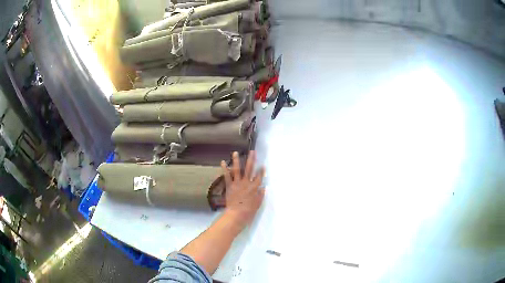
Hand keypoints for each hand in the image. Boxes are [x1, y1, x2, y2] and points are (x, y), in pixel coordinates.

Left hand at [221, 151, 264, 229]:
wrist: (237, 214)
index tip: (262, 165)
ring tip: (235, 153)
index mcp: (254, 187)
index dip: (261, 171)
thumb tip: (264, 188)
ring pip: (237, 170)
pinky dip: (224, 169)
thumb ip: (260, 195)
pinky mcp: (229, 186)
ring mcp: (237, 183)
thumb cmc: (249, 211)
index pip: (259, 177)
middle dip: (251, 160)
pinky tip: (222, 162)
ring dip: (236, 161)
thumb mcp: (258, 203)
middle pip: (249, 169)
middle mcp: (246, 183)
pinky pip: (227, 176)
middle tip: (252, 151)